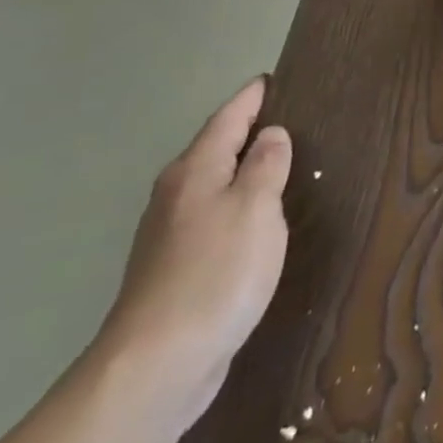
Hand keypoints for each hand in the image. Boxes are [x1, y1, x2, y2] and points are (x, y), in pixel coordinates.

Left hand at [93, 78, 291, 430]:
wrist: (157, 364)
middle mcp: (176, 196)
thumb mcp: (256, 207)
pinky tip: (255, 220)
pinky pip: (213, 219)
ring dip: (240, 170)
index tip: (270, 79)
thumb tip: (271, 135)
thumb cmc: (216, 272)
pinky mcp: (176, 271)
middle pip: (213, 150)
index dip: (250, 98)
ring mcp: (170, 236)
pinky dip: (236, 206)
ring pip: (212, 185)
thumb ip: (266, 165)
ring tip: (276, 162)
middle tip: (285, 116)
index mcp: (195, 171)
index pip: (227, 119)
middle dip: (244, 131)